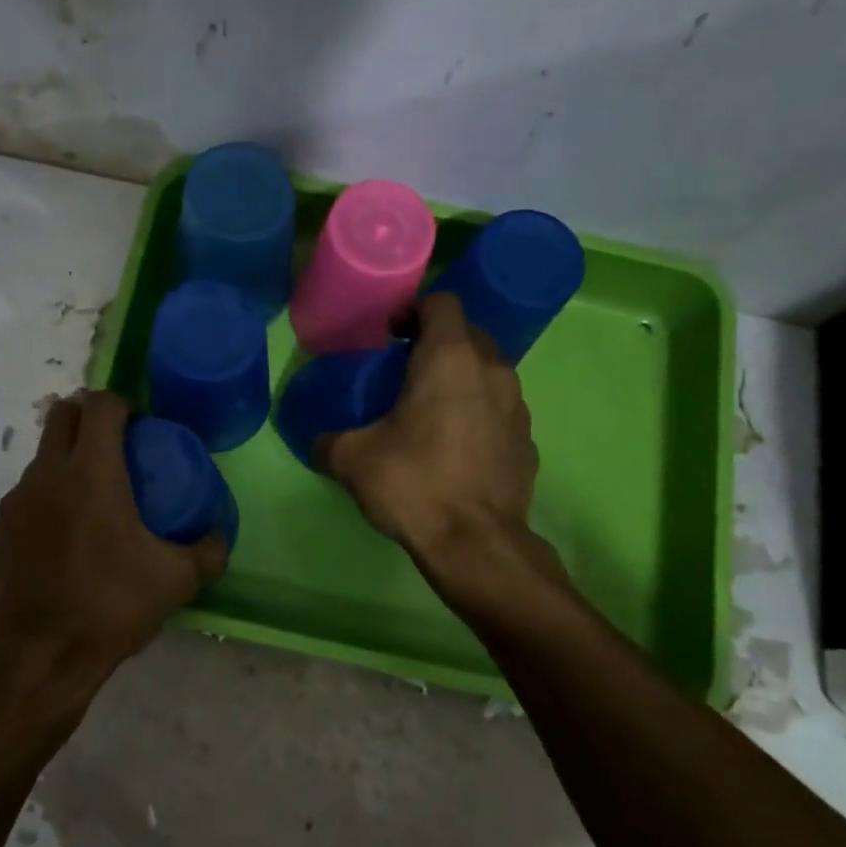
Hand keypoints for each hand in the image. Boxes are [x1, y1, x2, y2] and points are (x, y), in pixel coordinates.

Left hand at [0, 390, 226, 722]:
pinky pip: (22, 506)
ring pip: (40, 462)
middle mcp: (45, 476)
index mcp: (91, 473)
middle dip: (88, 417)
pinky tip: (58, 546)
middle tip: (115, 447)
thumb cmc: (111, 608)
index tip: (141, 426)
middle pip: (61, 415)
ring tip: (89, 504)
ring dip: (65, 465)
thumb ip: (210, 551)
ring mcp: (12, 505)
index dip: (124, 404)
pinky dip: (42, 510)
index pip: (101, 405)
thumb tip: (220, 534)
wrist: (41, 660)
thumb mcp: (178, 581)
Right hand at [323, 293, 541, 557]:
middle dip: (437, 343)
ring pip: (488, 373)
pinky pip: (500, 411)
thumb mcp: (352, 460)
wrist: (476, 544)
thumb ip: (328, 442)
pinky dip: (479, 415)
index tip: (390, 337)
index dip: (413, 310)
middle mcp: (492, 371)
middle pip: (468, 334)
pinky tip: (456, 448)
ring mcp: (517, 407)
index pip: (441, 302)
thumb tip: (317, 443)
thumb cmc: (414, 483)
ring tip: (430, 411)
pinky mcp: (528, 442)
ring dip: (461, 380)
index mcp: (450, 359)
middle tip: (404, 372)